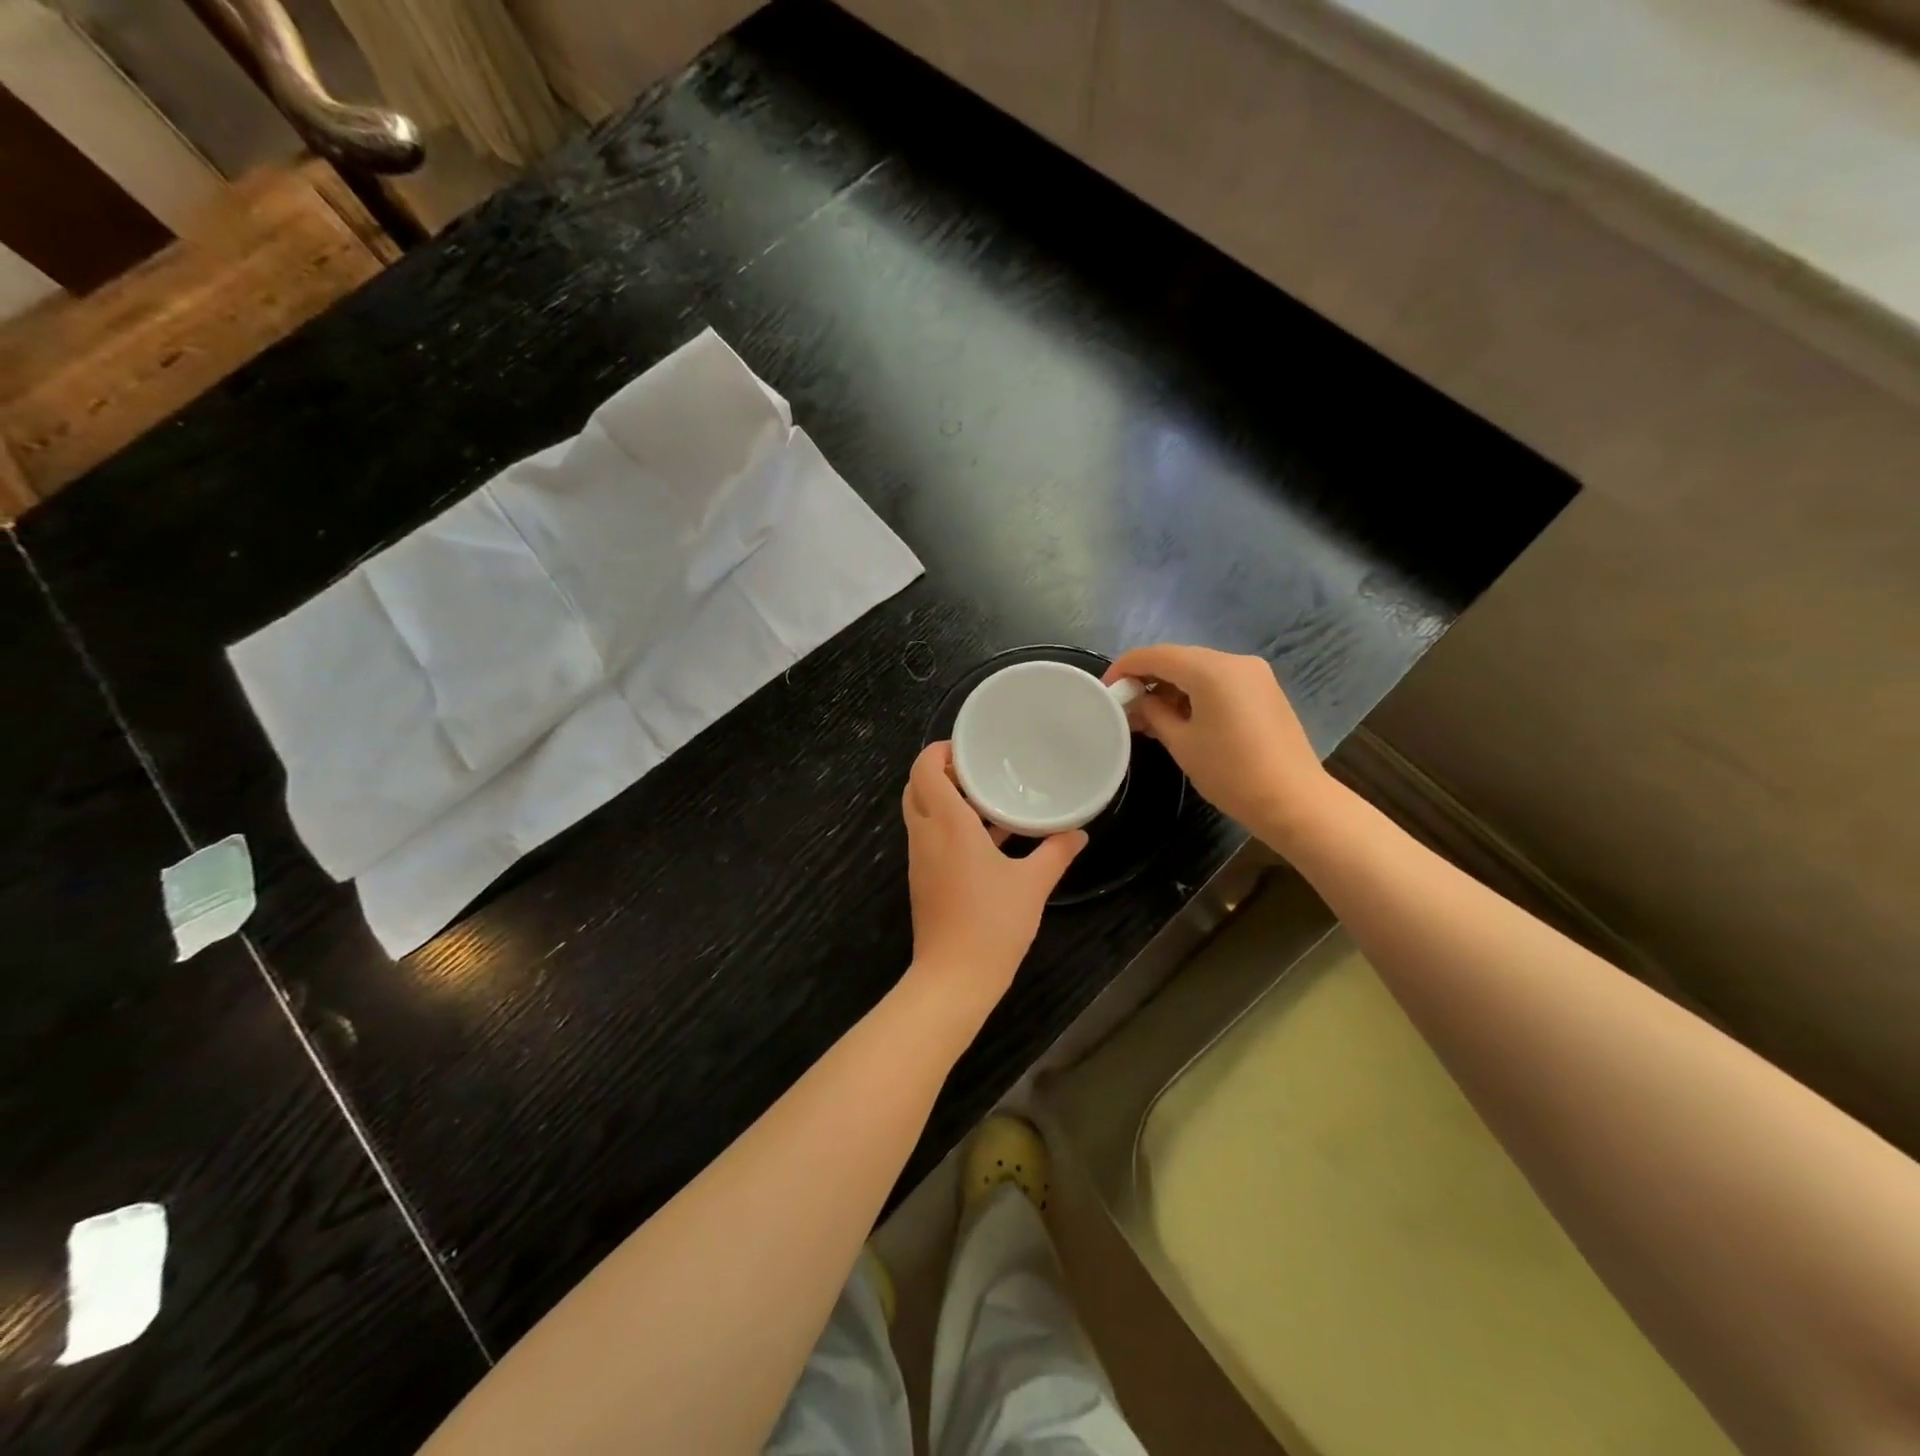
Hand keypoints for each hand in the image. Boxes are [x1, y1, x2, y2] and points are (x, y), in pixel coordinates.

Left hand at [902, 742, 1086, 1021]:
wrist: (954, 978)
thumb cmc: (993, 923)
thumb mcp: (1033, 884)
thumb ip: (1056, 853)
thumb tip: (1079, 833)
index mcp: (947, 824)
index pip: (923, 770)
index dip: (938, 751)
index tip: (967, 748)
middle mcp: (926, 836)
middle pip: (916, 788)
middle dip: (940, 773)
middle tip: (977, 771)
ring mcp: (920, 860)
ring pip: (921, 814)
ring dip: (944, 800)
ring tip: (986, 798)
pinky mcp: (923, 880)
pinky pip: (929, 838)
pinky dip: (948, 827)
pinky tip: (986, 839)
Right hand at [1105, 644, 1330, 844]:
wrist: (1294, 801)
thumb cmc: (1231, 773)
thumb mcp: (1181, 743)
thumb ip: (1154, 713)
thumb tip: (1140, 701)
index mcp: (1211, 669)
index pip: (1155, 655)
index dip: (1125, 667)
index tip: (1106, 689)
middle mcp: (1234, 661)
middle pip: (1178, 658)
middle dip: (1148, 678)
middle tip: (1125, 706)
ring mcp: (1254, 674)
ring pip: (1199, 669)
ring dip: (1171, 686)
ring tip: (1150, 717)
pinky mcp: (1264, 690)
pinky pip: (1219, 681)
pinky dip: (1195, 692)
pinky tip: (1181, 718)